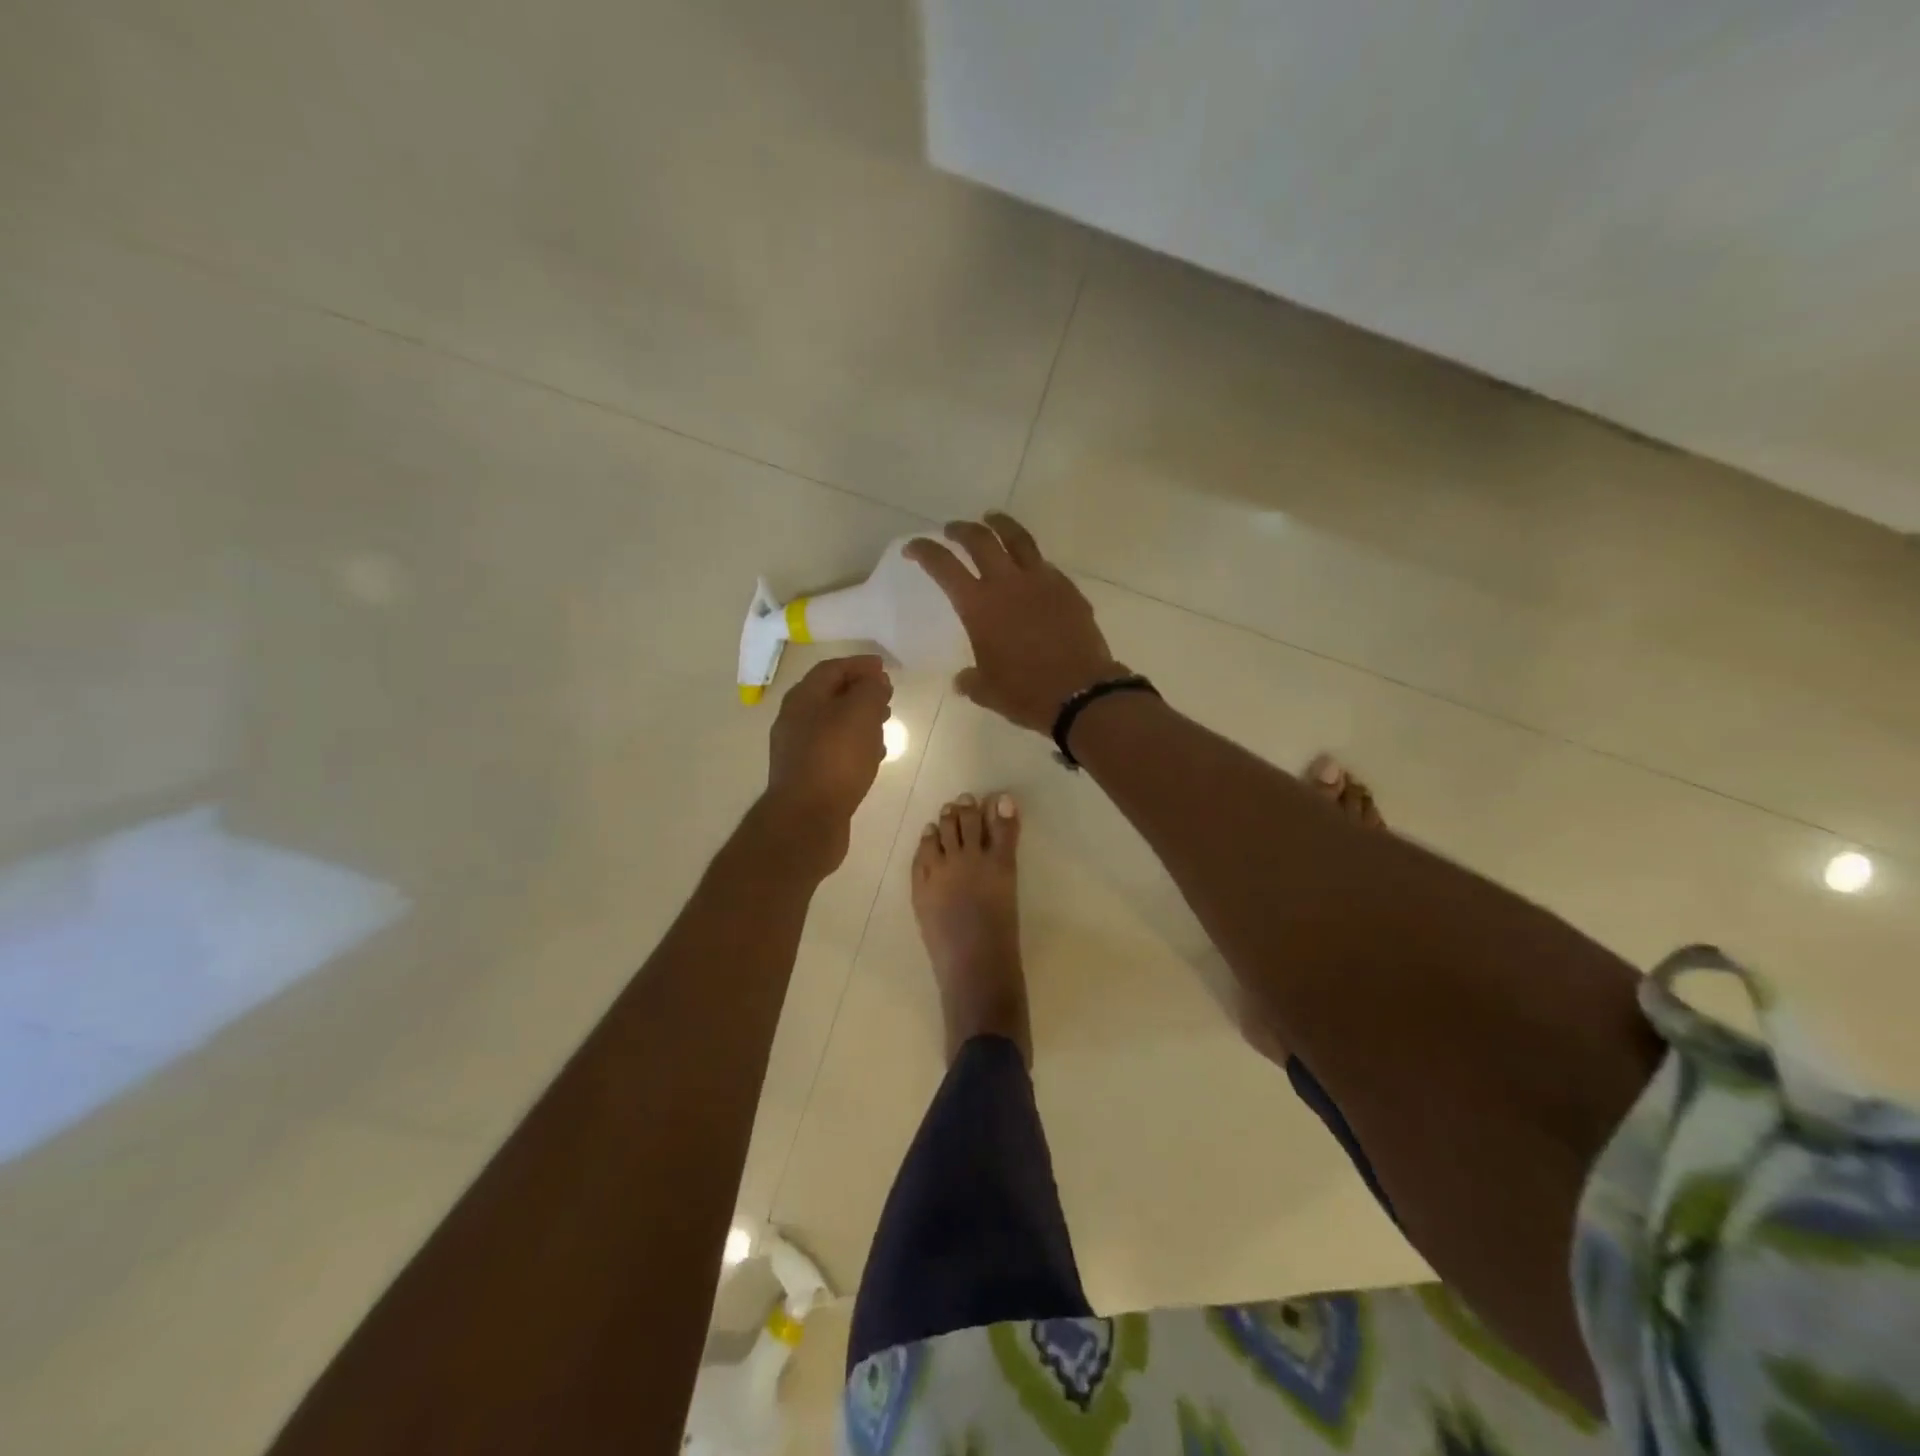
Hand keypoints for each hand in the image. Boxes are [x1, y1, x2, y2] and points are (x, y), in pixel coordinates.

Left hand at [761, 655, 893, 872]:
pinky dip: (855, 746)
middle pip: (830, 696)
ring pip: (834, 725)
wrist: (807, 820)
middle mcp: (795, 720)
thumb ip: (870, 690)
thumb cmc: (835, 759)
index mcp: (803, 699)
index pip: (832, 669)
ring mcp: (799, 751)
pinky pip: (834, 752)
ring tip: (885, 725)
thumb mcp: (860, 714)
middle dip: (861, 693)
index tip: (884, 668)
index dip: (859, 665)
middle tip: (887, 696)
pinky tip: (873, 757)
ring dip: (860, 720)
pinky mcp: (808, 777)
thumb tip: (874, 680)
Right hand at [905, 513, 1121, 732]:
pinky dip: (1030, 559)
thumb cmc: (1026, 693)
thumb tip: (964, 680)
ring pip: (1018, 538)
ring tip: (992, 519)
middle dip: (961, 530)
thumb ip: (971, 680)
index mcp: (979, 606)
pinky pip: (1045, 565)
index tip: (913, 548)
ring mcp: (1042, 581)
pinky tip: (1030, 568)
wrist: (1081, 694)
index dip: (924, 551)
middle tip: (952, 530)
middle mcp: (1008, 583)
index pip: (944, 566)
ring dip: (1000, 525)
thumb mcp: (987, 691)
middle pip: (980, 539)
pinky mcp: (1068, 589)